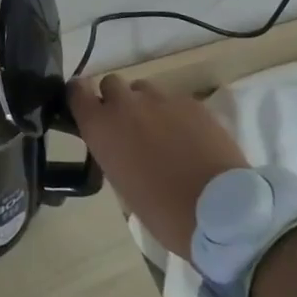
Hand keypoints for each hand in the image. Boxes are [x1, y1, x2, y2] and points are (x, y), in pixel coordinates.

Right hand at [67, 74, 246, 258]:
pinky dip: (175, 115)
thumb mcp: (122, 184)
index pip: (76, 91)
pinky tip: (190, 139)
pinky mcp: (191, 102)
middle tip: (129, 126)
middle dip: (116, 100)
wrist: (220, 212)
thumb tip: (118, 143)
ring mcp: (160, 99)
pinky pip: (174, 101)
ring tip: (162, 132)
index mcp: (101, 127)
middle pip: (111, 83)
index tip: (87, 108)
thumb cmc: (162, 212)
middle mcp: (125, 104)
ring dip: (145, 105)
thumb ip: (113, 151)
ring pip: (144, 89)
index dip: (80, 96)